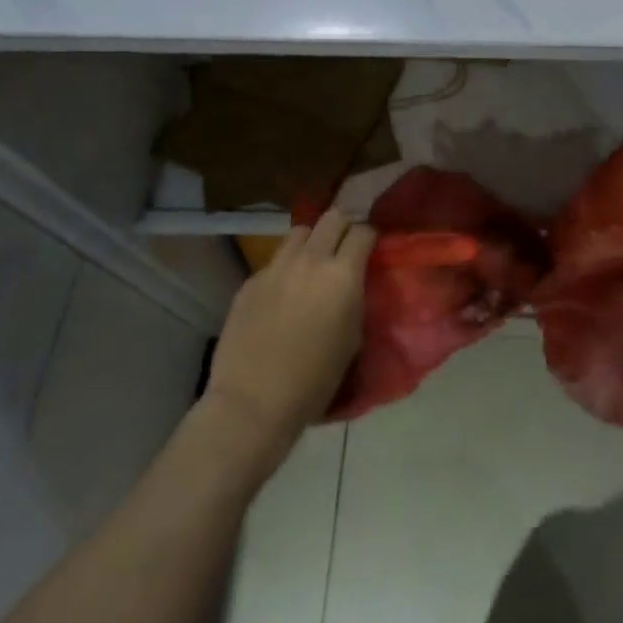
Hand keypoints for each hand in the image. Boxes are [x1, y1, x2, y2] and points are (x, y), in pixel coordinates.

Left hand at [200, 208, 373, 478]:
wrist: (253, 404)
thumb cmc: (315, 381)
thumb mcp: (353, 337)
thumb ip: (356, 296)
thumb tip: (355, 280)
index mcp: (342, 274)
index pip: (363, 230)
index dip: (370, 236)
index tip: (371, 248)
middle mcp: (310, 260)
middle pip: (332, 217)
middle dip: (344, 226)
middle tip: (346, 246)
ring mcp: (276, 268)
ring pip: (300, 231)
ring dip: (312, 241)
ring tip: (313, 263)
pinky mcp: (250, 281)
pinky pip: (275, 261)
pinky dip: (286, 268)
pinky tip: (284, 294)